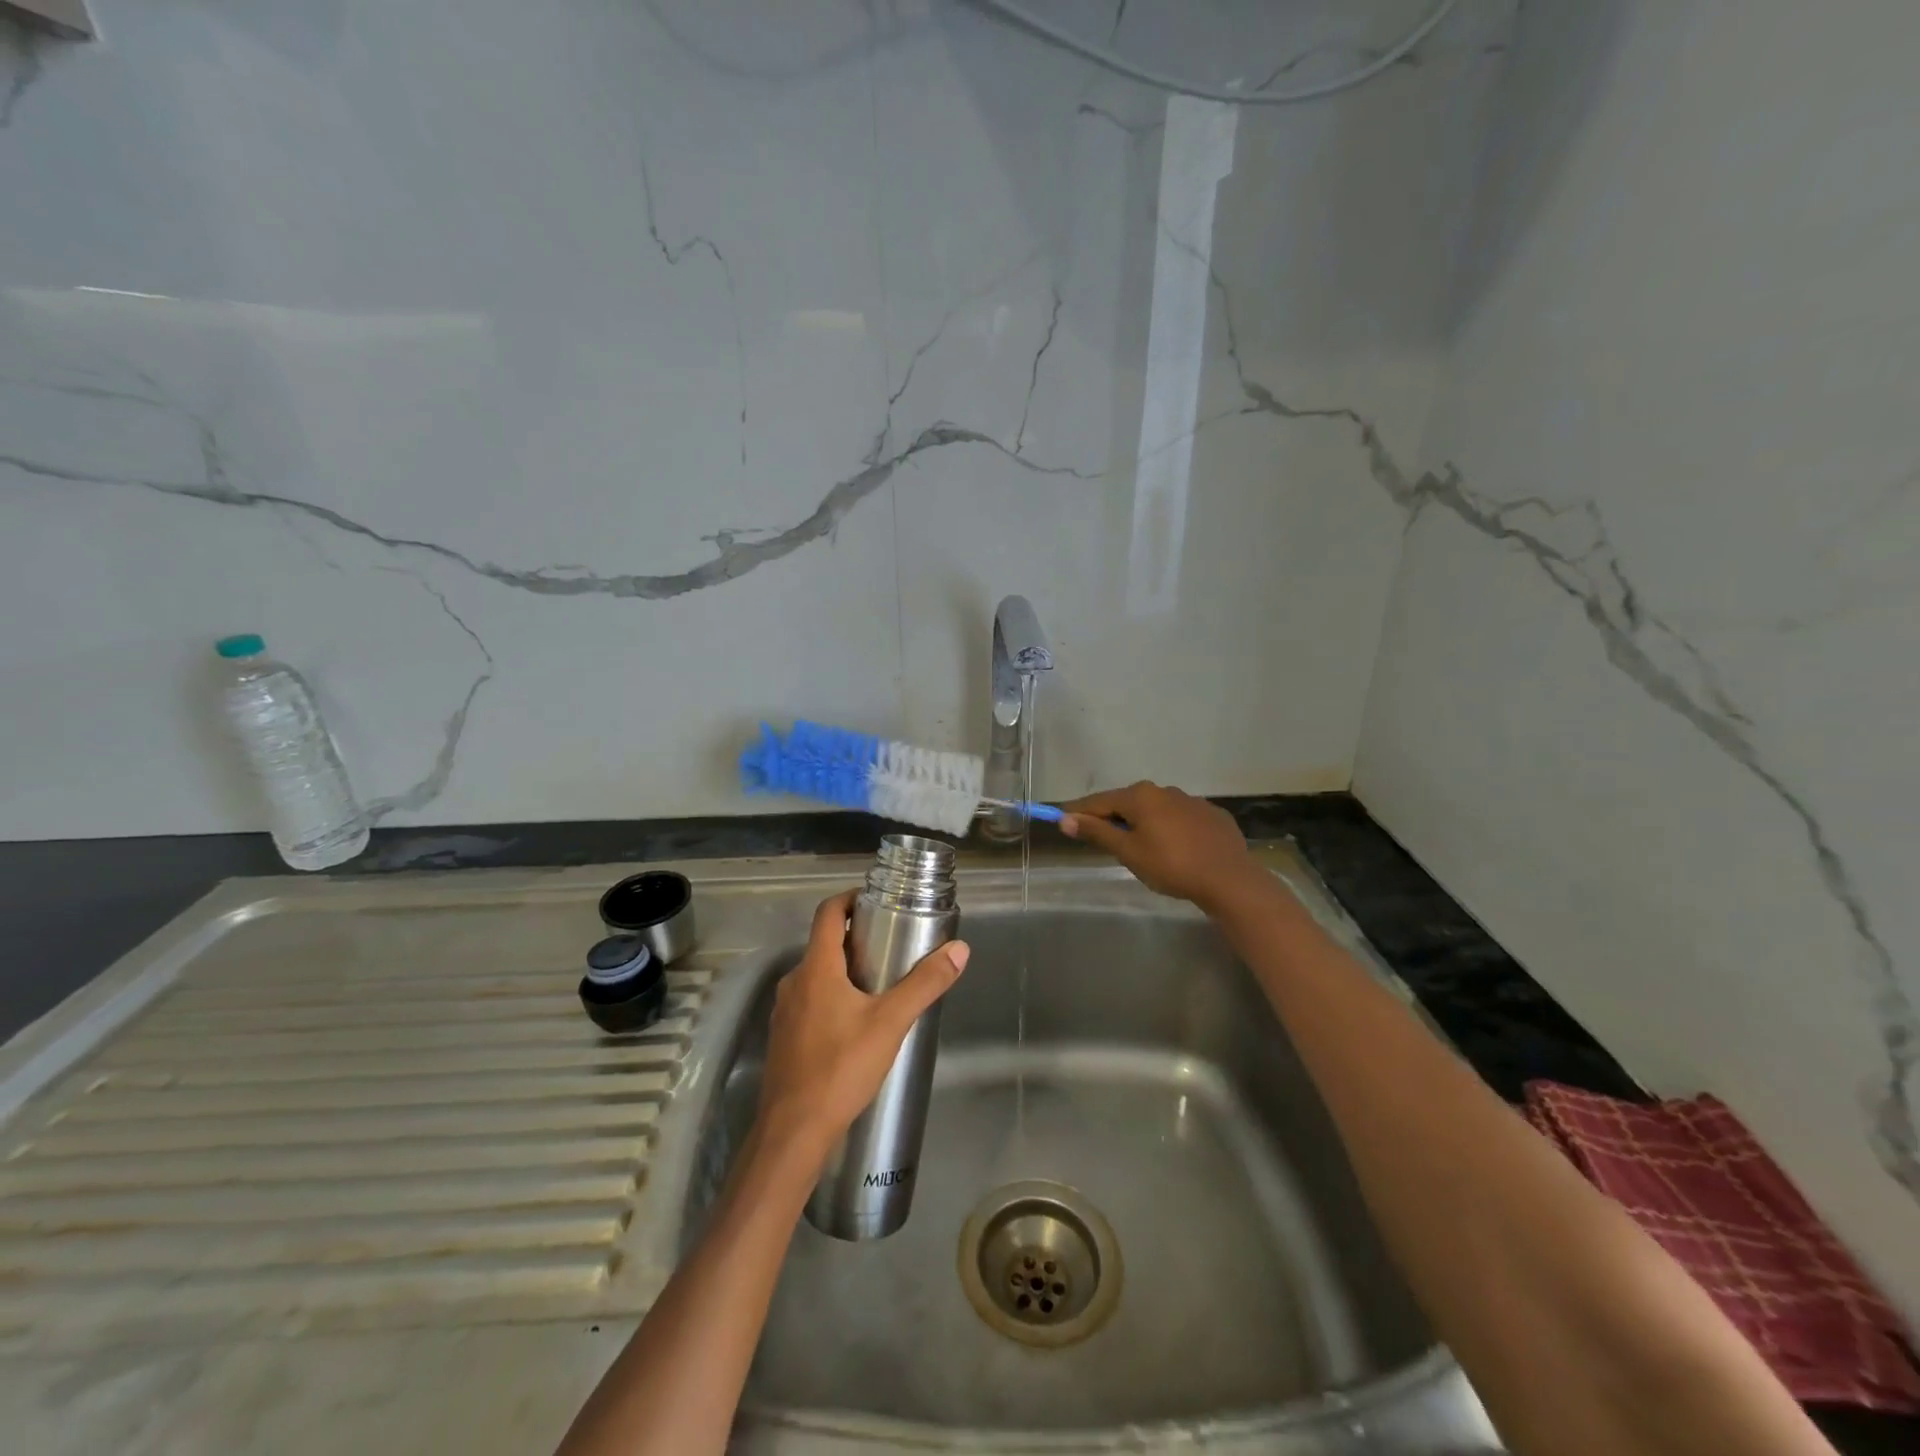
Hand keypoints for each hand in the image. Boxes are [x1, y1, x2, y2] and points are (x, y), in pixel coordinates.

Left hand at [756, 890, 969, 1157]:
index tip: (877, 902)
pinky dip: (832, 997)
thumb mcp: (891, 1023)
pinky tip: (856, 1023)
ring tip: (880, 983)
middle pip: (823, 943)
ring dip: (845, 969)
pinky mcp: (784, 1038)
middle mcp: (794, 982)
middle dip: (855, 937)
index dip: (850, 899)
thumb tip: (959, 950)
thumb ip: (925, 985)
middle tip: (891, 943)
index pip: (828, 912)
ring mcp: (784, 1012)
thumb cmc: (840, 1069)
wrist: (793, 1133)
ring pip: (817, 975)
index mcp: (816, 968)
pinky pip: (809, 1001)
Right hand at [1060, 781, 1259, 910]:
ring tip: (1139, 847)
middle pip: (1128, 803)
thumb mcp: (1128, 852)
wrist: (1229, 879)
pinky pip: (1181, 819)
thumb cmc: (1171, 865)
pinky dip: (1170, 829)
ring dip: (1143, 823)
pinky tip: (1174, 848)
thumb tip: (1065, 818)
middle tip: (1101, 838)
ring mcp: (1191, 801)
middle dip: (1112, 817)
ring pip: (1156, 810)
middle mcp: (1164, 790)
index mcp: (1140, 796)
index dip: (1079, 811)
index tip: (1062, 818)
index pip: (1099, 801)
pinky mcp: (1212, 816)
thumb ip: (1098, 833)